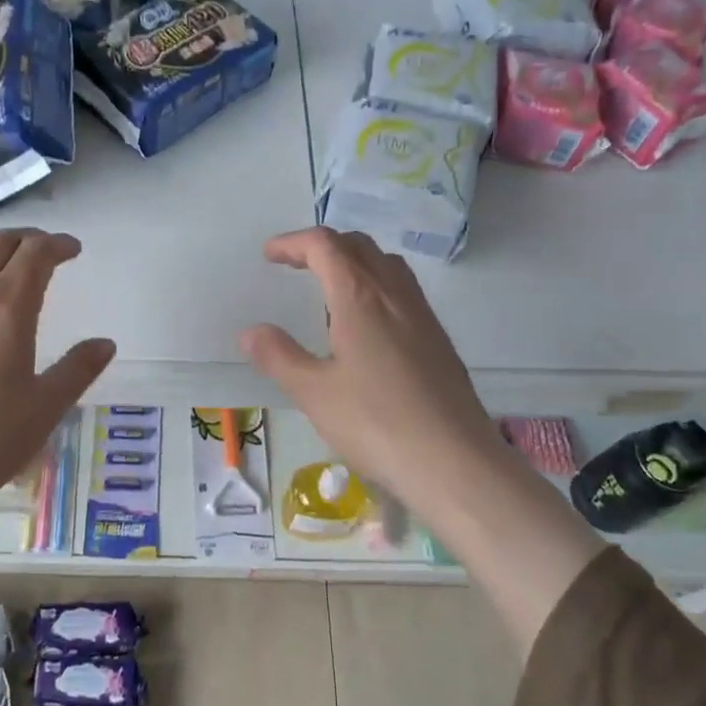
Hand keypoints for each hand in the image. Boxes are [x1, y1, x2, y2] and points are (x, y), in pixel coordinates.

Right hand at [240, 227, 503, 509]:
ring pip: (386, 264)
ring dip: (353, 261)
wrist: (455, 462)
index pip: (325, 246)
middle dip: (322, 246)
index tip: (269, 255)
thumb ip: (279, 356)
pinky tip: (366, 325)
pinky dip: (375, 284)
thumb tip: (249, 331)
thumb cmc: (376, 424)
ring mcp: (422, 315)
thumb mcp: (314, 393)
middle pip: (358, 246)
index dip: (293, 242)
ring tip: (329, 288)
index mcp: (360, 297)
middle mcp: (394, 294)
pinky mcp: (438, 339)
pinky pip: (403, 290)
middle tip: (294, 266)